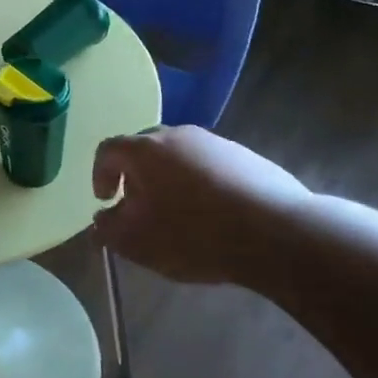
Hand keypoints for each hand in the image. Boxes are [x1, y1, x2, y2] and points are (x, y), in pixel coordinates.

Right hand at [92, 126, 309, 286]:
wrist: (277, 232)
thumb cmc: (194, 234)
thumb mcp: (138, 242)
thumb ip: (109, 230)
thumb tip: (100, 221)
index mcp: (144, 150)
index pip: (108, 150)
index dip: (100, 174)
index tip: (107, 200)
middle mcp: (177, 135)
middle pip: (145, 149)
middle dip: (136, 176)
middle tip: (141, 208)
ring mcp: (215, 142)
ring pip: (179, 156)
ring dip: (170, 180)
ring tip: (180, 215)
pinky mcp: (245, 156)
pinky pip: (210, 165)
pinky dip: (202, 184)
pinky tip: (215, 215)